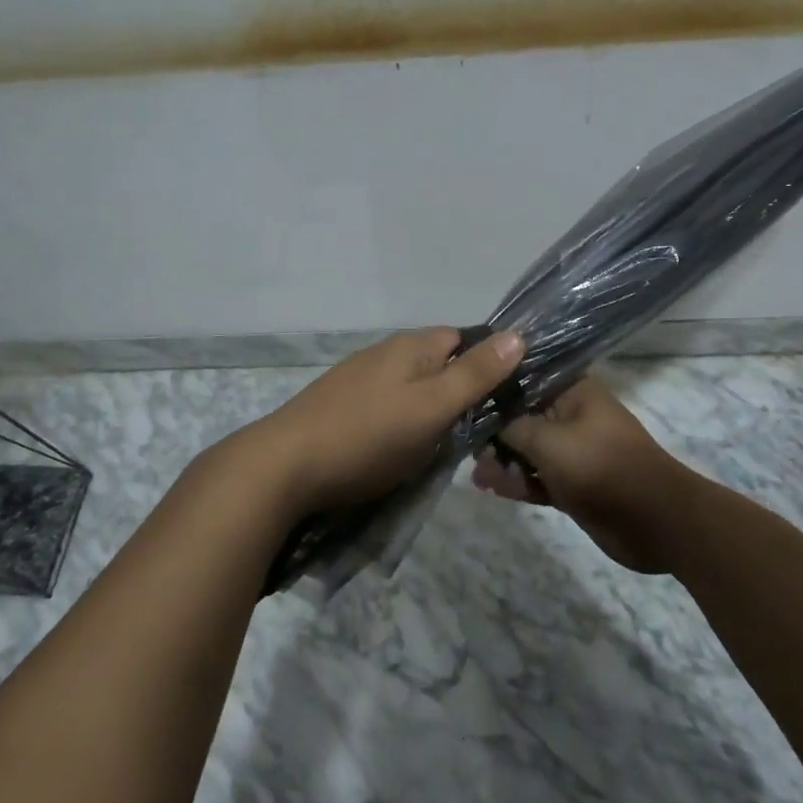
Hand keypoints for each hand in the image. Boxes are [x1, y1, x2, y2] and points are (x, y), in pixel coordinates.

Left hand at [246, 328, 525, 517]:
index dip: (486, 364)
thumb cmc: (368, 436)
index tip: (502, 400)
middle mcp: (384, 352)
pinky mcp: (338, 406)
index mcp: (411, 346)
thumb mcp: (432, 408)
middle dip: (457, 392)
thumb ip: (475, 374)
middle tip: (471, 433)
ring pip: (410, 387)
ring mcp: (357, 378)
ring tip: (435, 448)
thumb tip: (518, 334)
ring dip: (427, 411)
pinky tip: (393, 450)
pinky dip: (398, 423)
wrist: (283, 467)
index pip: (463, 338)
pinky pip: (384, 406)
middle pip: (436, 363)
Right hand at [470, 374, 692, 573]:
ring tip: (474, 472)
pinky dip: (516, 482)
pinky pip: (536, 478)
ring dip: (501, 460)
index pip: (525, 377)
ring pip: (526, 450)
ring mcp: (572, 452)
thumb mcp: (549, 440)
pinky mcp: (572, 484)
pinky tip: (489, 487)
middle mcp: (570, 415)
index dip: (494, 384)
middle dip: (493, 428)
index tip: (463, 392)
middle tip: (464, 442)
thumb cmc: (602, 466)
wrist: (656, 521)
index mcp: (573, 391)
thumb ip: (513, 427)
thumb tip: (487, 419)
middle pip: (522, 415)